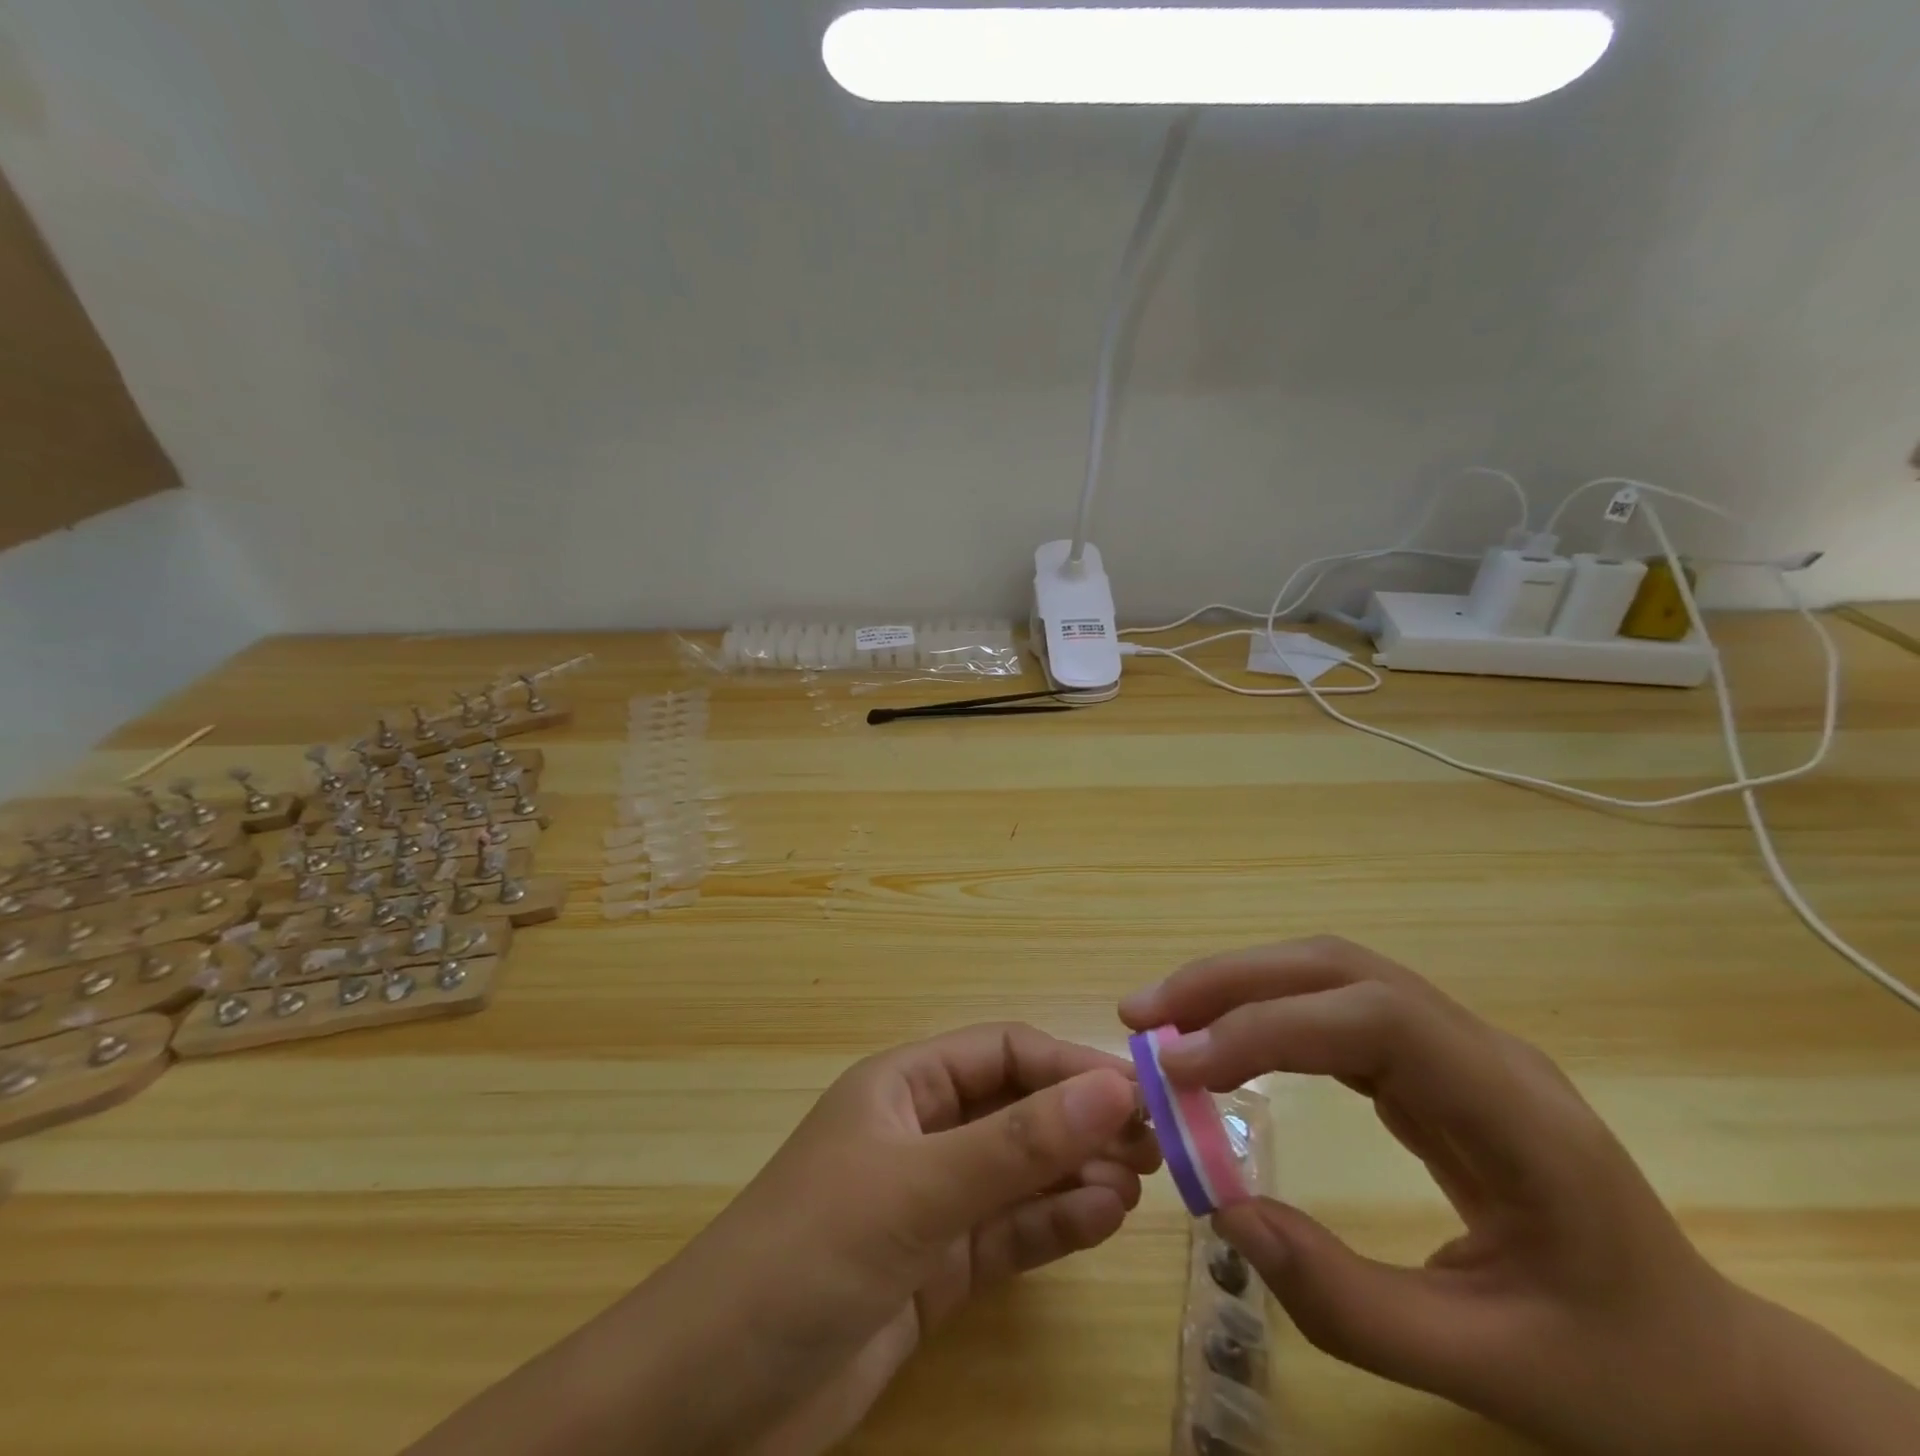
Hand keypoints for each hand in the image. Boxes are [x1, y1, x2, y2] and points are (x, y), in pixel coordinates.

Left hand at [718, 1022, 1160, 1453]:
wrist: (710, 1401)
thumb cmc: (809, 1254)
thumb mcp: (917, 1190)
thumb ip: (1016, 1144)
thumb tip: (1113, 1087)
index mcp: (903, 1086)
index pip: (1002, 1053)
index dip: (1068, 1065)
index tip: (1136, 1092)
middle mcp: (920, 1133)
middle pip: (1016, 1111)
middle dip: (1080, 1121)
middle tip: (1155, 1145)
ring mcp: (929, 1203)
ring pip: (1019, 1173)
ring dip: (1075, 1173)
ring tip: (1135, 1185)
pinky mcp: (935, 1270)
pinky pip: (1008, 1233)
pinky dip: (1054, 1224)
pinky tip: (1102, 1220)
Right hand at [1119, 938, 1788, 1455]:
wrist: (1713, 1367)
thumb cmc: (1621, 1377)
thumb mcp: (1492, 1371)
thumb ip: (1351, 1304)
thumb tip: (1229, 1216)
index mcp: (1516, 1113)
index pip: (1373, 1020)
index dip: (1266, 1026)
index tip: (1182, 1067)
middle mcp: (1482, 1052)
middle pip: (1340, 969)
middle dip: (1232, 981)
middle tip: (1142, 1014)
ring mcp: (1458, 1048)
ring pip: (1332, 975)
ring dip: (1240, 985)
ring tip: (1165, 1018)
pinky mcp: (1433, 1063)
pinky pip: (1336, 1011)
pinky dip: (1267, 1013)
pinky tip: (1225, 1042)